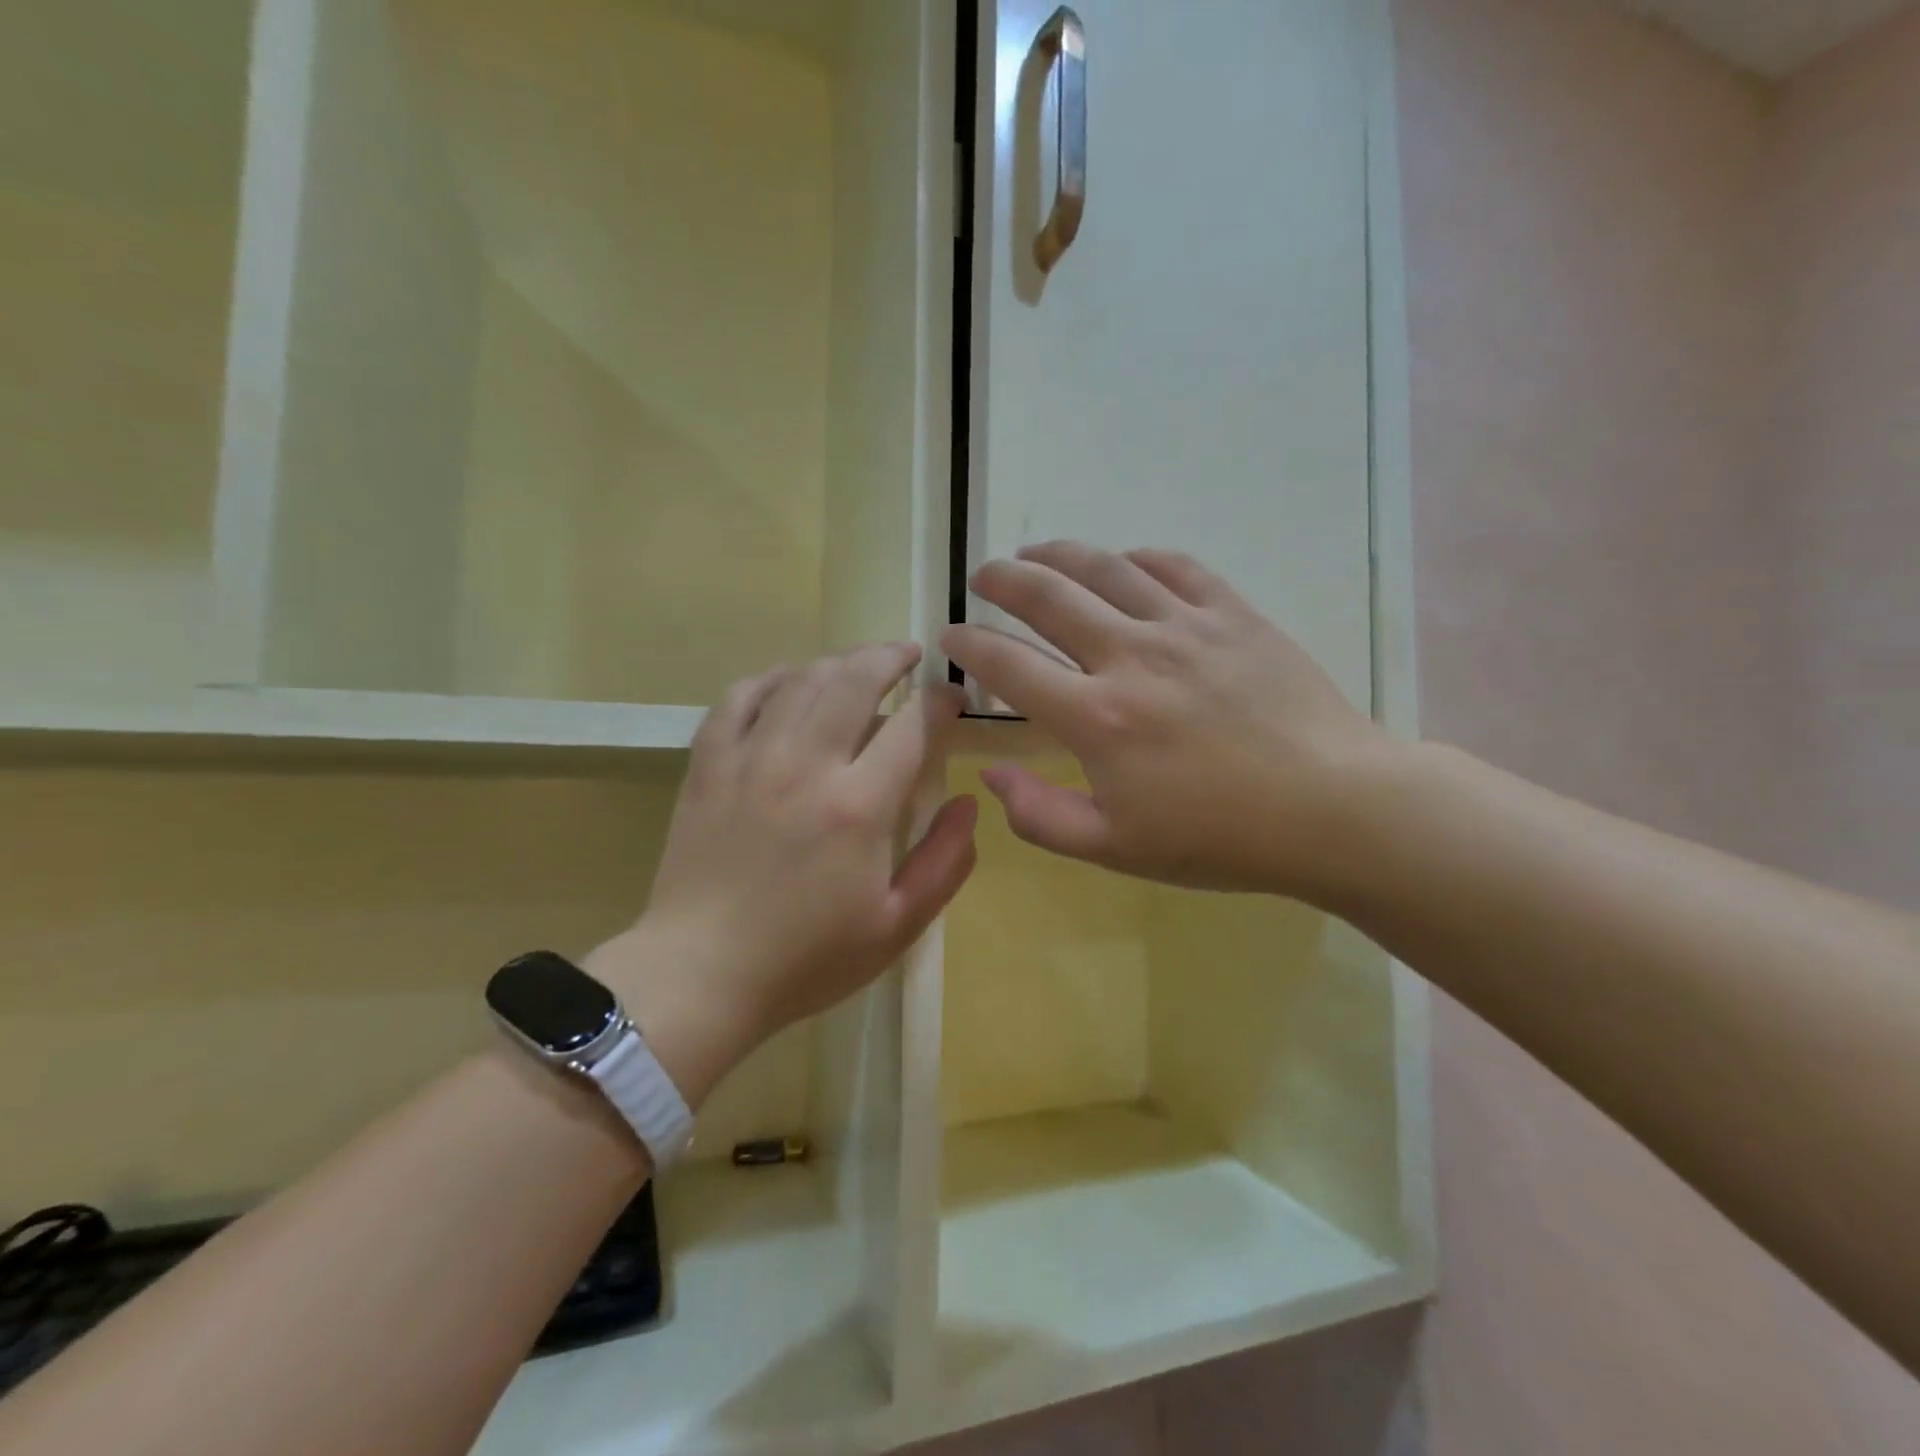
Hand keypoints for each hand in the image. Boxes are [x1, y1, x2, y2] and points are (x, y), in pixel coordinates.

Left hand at [589, 645, 977, 1106]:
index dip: (941, 701)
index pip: (913, 724)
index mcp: (859, 805)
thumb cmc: (807, 959)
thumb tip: (970, 804)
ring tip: (859, 666)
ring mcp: (750, 758)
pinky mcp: (708, 764)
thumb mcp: (897, 926)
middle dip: (891, 657)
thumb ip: (945, 862)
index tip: (952, 698)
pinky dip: (770, 679)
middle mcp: (806, 764)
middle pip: (856, 679)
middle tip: (910, 657)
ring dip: (839, 662)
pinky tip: (788, 682)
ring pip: (801, 678)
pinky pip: (739, 697)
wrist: (700, 974)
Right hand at [941, 542, 1401, 899]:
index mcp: (1096, 718)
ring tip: (1033, 552)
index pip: (1009, 666)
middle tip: (983, 575)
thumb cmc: (1219, 838)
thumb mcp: (1115, 849)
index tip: (949, 633)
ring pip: (1106, 569)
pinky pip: (1175, 566)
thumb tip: (990, 775)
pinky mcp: (1233, 614)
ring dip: (1059, 554)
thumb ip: (1040, 815)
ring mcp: (1185, 627)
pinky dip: (1138, 558)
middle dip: (1003, 580)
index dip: (969, 644)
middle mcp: (1131, 657)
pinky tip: (1124, 562)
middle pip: (1048, 598)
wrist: (1332, 809)